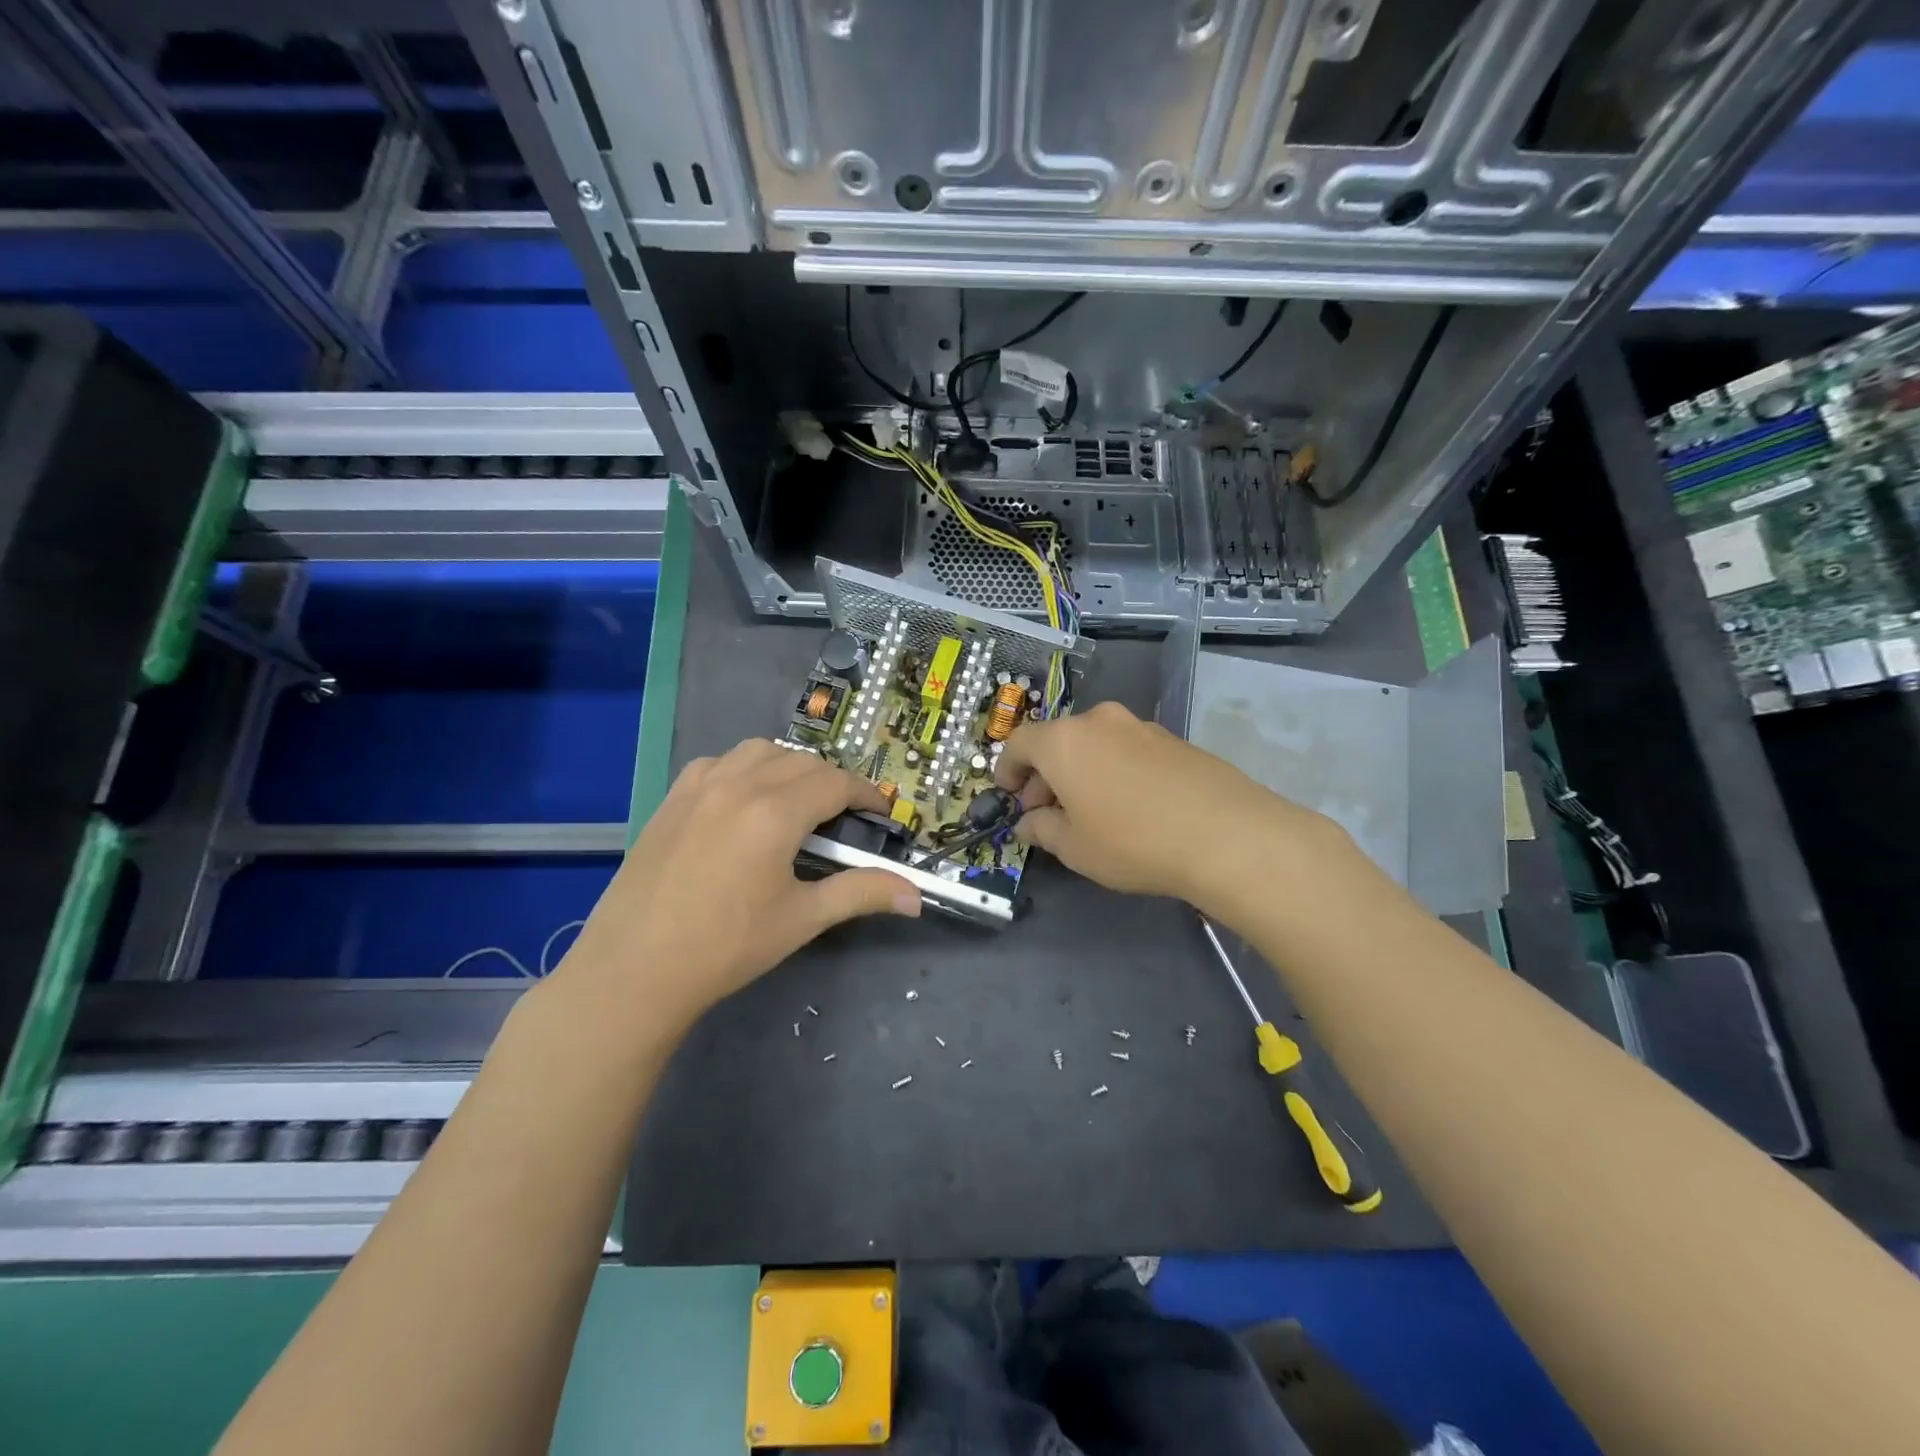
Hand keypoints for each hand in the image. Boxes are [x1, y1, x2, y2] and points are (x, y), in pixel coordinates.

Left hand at [552, 740, 919, 1031]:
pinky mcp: (672, 798)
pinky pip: (719, 762)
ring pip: (760, 751)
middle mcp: (739, 784)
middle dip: (833, 782)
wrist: (634, 969)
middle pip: (803, 762)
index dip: (866, 794)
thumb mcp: (802, 919)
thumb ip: (862, 894)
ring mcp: (699, 786)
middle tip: (845, 817)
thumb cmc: (726, 946)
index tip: (881, 813)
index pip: (836, 783)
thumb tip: (915, 897)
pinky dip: (745, 768)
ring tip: (797, 802)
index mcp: (774, 812)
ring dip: (789, 767)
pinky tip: (744, 801)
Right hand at [994, 700, 1347, 919]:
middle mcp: (1099, 722)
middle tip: (1046, 813)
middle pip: (1057, 742)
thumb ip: (1043, 829)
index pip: (1019, 743)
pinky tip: (1129, 806)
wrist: (1226, 834)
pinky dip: (1113, 770)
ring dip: (1080, 772)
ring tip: (1089, 812)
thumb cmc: (1132, 841)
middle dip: (1044, 776)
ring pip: (1093, 745)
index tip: (1007, 795)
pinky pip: (1126, 750)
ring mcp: (1140, 726)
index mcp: (1063, 741)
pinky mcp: (1173, 739)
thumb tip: (1030, 822)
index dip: (1007, 769)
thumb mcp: (1075, 847)